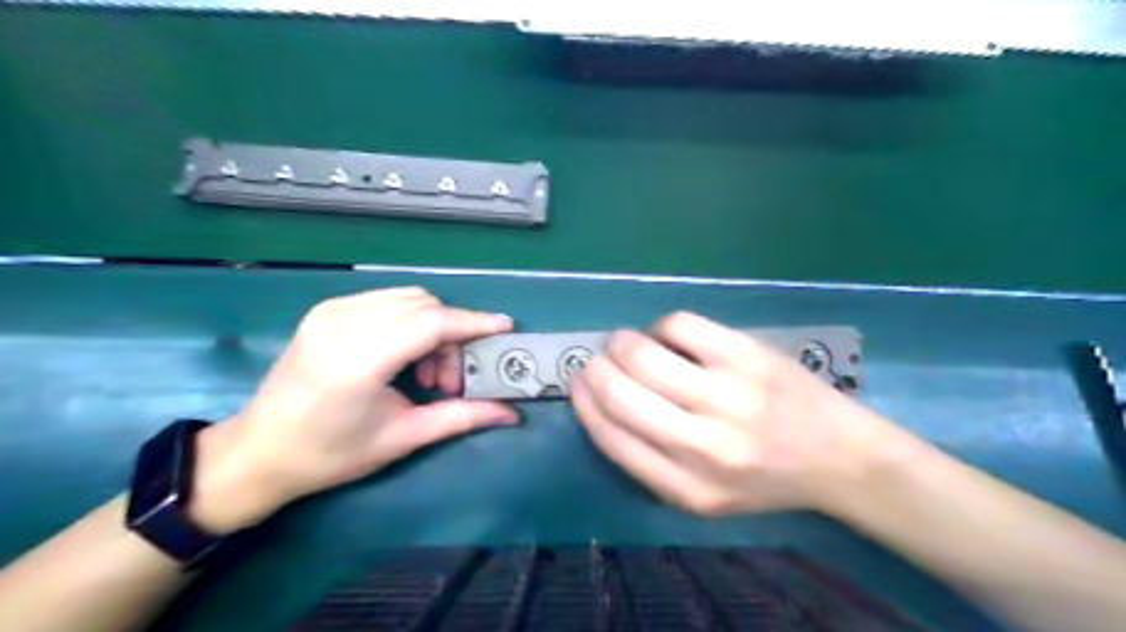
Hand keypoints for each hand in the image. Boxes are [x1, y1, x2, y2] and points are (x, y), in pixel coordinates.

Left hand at [190, 286, 517, 531]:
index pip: (431, 323)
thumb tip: (511, 412)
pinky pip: (387, 302)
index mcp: (358, 358)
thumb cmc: (330, 454)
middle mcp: (343, 322)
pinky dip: (410, 322)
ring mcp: (331, 311)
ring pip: (408, 299)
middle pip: (424, 306)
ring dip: (433, 328)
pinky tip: (404, 357)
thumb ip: (460, 417)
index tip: (505, 328)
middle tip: (451, 380)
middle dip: (453, 335)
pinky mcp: (326, 310)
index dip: (473, 323)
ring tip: (426, 373)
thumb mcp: (402, 438)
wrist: (257, 452)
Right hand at [574, 310, 903, 518]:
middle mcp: (703, 445)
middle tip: (598, 359)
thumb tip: (600, 400)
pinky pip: (679, 325)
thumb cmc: (763, 479)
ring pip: (643, 354)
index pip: (610, 435)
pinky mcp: (747, 356)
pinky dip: (662, 327)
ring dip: (620, 342)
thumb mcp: (701, 497)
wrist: (839, 457)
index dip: (584, 402)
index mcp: (685, 488)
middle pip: (620, 391)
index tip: (578, 383)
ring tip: (625, 343)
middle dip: (595, 368)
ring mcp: (727, 396)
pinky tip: (670, 337)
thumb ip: (648, 461)